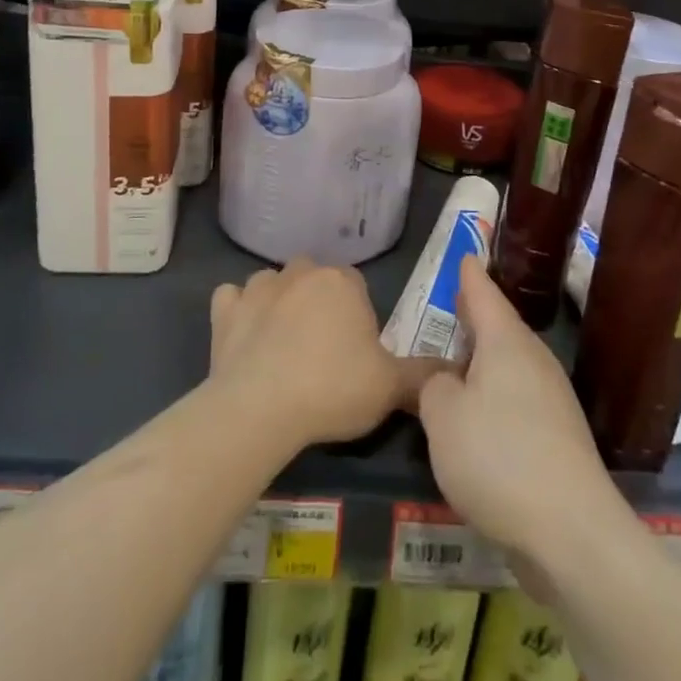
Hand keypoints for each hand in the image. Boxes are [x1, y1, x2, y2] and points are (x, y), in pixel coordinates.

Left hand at [209, 259, 432, 452]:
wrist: (262, 408)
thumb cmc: (333, 389)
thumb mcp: (390, 387)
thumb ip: (423, 375)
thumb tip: (455, 370)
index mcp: (342, 281)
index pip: (356, 286)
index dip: (358, 317)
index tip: (356, 352)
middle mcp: (300, 272)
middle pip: (315, 279)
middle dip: (319, 304)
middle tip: (323, 350)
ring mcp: (258, 288)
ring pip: (273, 284)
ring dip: (278, 303)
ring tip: (283, 344)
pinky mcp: (225, 310)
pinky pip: (231, 299)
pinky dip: (237, 311)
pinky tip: (243, 335)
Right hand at [416, 255, 619, 560]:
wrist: (573, 534)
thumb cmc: (498, 458)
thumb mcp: (442, 417)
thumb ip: (432, 387)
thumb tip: (444, 381)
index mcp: (507, 343)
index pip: (484, 295)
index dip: (470, 276)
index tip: (465, 256)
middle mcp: (534, 362)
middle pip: (501, 329)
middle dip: (477, 318)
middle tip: (455, 305)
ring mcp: (552, 401)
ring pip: (510, 366)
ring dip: (484, 362)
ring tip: (458, 362)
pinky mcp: (559, 439)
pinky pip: (518, 401)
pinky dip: (495, 397)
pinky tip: (479, 419)